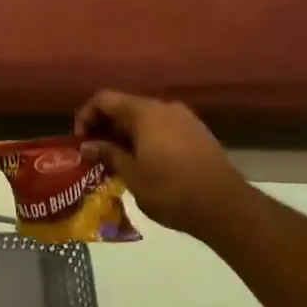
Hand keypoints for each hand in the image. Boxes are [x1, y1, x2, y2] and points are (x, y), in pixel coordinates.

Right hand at [75, 91, 248, 243]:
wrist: (225, 207)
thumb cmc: (171, 189)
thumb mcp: (132, 175)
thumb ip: (108, 154)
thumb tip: (87, 145)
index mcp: (144, 112)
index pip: (104, 99)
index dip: (86, 116)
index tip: (81, 141)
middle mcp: (164, 107)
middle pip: (125, 107)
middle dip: (106, 127)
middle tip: (95, 153)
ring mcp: (185, 119)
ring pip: (145, 119)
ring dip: (127, 135)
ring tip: (118, 161)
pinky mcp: (198, 134)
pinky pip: (163, 129)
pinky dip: (147, 140)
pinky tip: (145, 164)